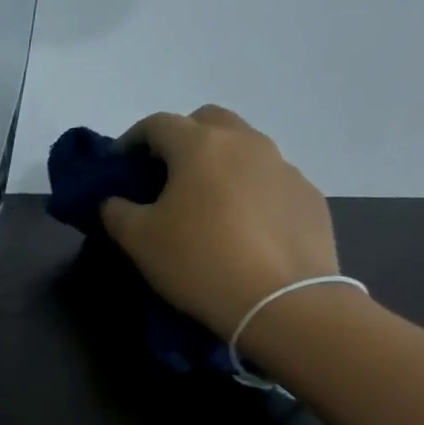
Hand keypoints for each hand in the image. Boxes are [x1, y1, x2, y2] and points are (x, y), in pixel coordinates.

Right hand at [100, 105, 341, 336]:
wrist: (283, 303)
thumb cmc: (199, 260)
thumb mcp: (138, 239)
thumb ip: (116, 211)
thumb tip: (114, 201)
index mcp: (200, 146)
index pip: (157, 124)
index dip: (131, 140)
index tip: (119, 165)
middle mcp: (246, 143)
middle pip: (208, 120)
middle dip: (181, 138)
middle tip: (164, 174)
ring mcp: (284, 168)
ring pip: (244, 148)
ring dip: (219, 163)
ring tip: (204, 203)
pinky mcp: (309, 197)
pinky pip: (269, 180)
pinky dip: (248, 190)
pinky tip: (240, 226)